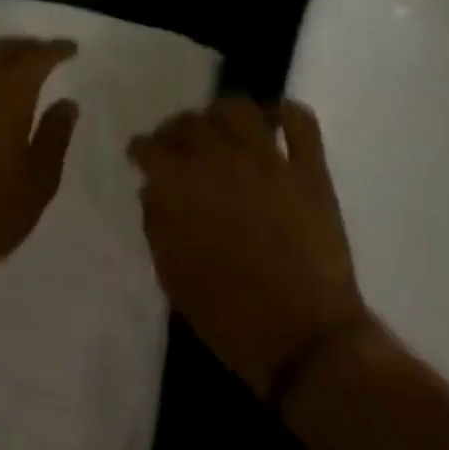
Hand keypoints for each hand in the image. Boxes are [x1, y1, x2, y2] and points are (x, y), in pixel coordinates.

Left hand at [0, 37, 78, 295]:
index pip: (37, 57)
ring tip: (20, 77)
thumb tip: (66, 103)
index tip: (72, 48)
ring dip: (1, 63)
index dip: (56, 49)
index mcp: (8, 95)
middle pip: (3, 49)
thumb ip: (55, 135)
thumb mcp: (40, 180)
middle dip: (28, 46)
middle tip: (47, 53)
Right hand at [129, 98, 370, 398]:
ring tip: (220, 126)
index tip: (139, 153)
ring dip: (223, 113)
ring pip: (241, 110)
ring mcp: (270, 161)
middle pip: (192, 123)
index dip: (141, 148)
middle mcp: (223, 160)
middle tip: (176, 142)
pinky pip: (301, 122)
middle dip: (176, 129)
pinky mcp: (309, 170)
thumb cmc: (230, 317)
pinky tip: (274, 121)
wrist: (304, 339)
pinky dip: (286, 113)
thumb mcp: (175, 278)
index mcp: (185, 188)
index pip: (152, 148)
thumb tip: (153, 189)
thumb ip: (158, 225)